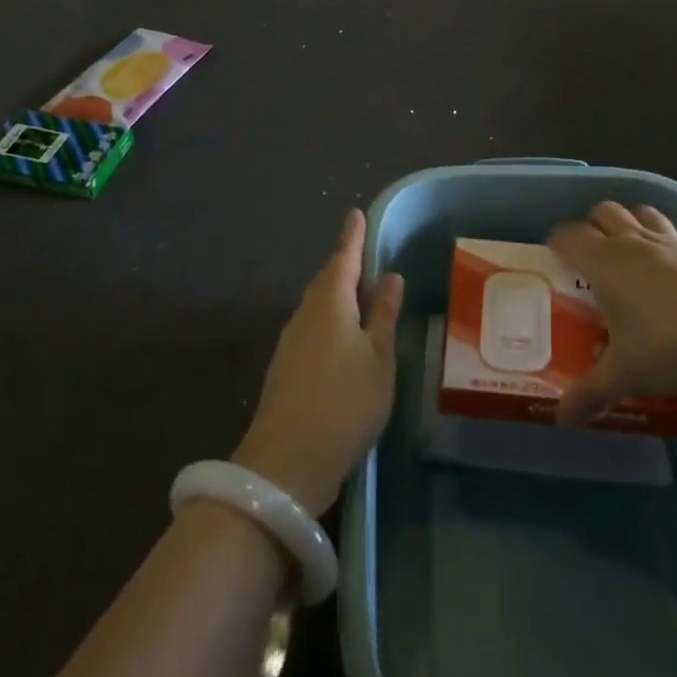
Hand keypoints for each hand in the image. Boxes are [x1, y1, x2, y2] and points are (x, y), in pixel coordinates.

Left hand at [232, 210, 402, 516]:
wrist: (287, 462)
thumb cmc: (344, 403)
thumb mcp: (379, 358)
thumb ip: (384, 316)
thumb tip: (390, 278)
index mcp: (330, 303)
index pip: (344, 258)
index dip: (353, 237)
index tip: (356, 214)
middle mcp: (305, 314)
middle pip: (328, 280)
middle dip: (345, 265)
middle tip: (365, 254)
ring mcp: (291, 342)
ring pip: (319, 305)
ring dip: (338, 294)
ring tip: (361, 293)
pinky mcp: (286, 368)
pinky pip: (313, 328)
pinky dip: (331, 320)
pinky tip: (344, 336)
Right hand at [548, 201, 676, 426]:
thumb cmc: (675, 344)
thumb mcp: (628, 374)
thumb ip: (592, 393)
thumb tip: (562, 419)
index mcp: (606, 261)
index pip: (570, 234)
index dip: (557, 242)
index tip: (553, 261)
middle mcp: (634, 242)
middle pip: (604, 211)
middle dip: (591, 227)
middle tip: (588, 261)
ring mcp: (672, 243)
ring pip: (639, 214)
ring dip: (627, 225)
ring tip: (626, 257)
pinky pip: (670, 233)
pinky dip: (660, 243)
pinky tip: (667, 276)